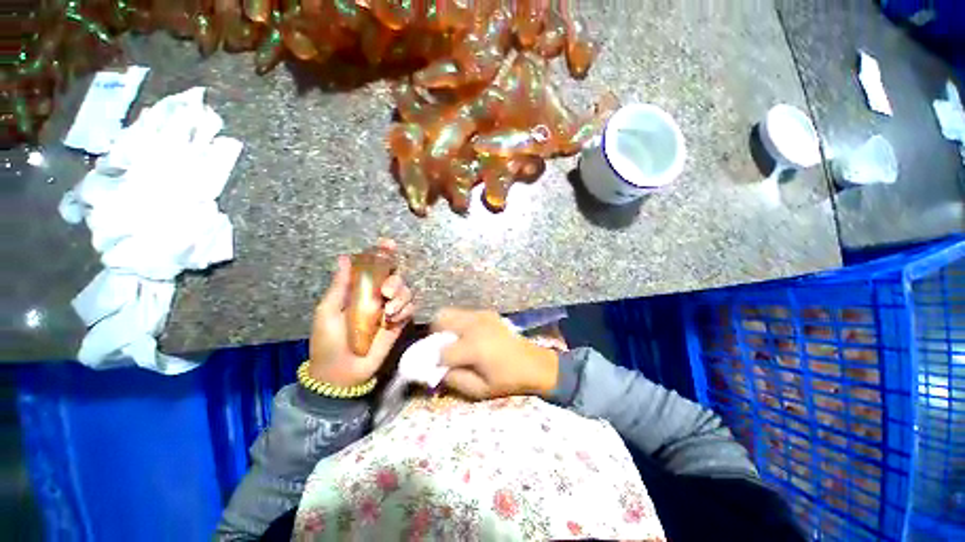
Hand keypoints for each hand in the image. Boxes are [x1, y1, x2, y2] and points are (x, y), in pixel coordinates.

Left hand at [309, 239, 414, 386]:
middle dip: (395, 280)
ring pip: (406, 291)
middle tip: (386, 292)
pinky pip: (411, 308)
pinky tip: (394, 320)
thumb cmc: (328, 341)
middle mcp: (377, 296)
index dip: (382, 253)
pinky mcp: (399, 323)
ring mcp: (389, 310)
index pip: (373, 267)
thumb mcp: (328, 312)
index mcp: (358, 291)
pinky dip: (406, 310)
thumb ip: (339, 286)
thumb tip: (344, 257)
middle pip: (396, 277)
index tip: (389, 244)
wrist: (341, 373)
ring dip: (401, 297)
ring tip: (389, 313)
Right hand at [432, 309, 558, 399]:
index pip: (441, 351)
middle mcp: (474, 325)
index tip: (439, 368)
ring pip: (451, 312)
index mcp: (473, 346)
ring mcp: (481, 315)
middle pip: (441, 319)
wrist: (535, 364)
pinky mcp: (487, 313)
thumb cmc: (508, 380)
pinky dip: (459, 323)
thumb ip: (453, 380)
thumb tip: (437, 370)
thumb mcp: (479, 390)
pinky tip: (469, 336)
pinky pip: (464, 313)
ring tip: (454, 342)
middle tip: (441, 349)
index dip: (436, 361)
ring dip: (446, 327)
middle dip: (436, 335)